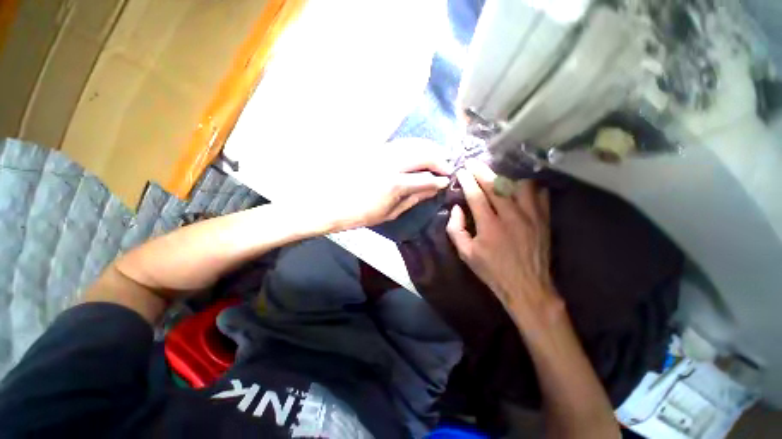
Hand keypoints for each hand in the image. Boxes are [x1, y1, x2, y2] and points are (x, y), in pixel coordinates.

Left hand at [318, 138, 451, 230]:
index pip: (426, 178)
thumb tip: (432, 190)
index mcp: (394, 184)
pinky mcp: (374, 148)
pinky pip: (401, 143)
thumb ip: (413, 199)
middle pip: (424, 154)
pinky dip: (414, 146)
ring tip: (437, 158)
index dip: (440, 179)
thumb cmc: (360, 214)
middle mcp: (390, 163)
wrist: (330, 201)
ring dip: (429, 149)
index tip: (446, 181)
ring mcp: (381, 152)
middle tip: (446, 167)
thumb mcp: (389, 213)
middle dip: (440, 159)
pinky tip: (419, 152)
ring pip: (413, 143)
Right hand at [446, 159, 558, 324]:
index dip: (468, 181)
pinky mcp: (544, 219)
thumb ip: (456, 229)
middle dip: (482, 171)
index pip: (476, 195)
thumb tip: (456, 208)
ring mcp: (531, 216)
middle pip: (495, 185)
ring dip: (506, 176)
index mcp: (489, 225)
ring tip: (497, 174)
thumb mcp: (466, 253)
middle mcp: (511, 216)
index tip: (462, 171)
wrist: (527, 286)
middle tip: (473, 163)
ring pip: (520, 184)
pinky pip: (539, 193)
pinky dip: (529, 186)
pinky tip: (520, 186)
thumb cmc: (492, 271)